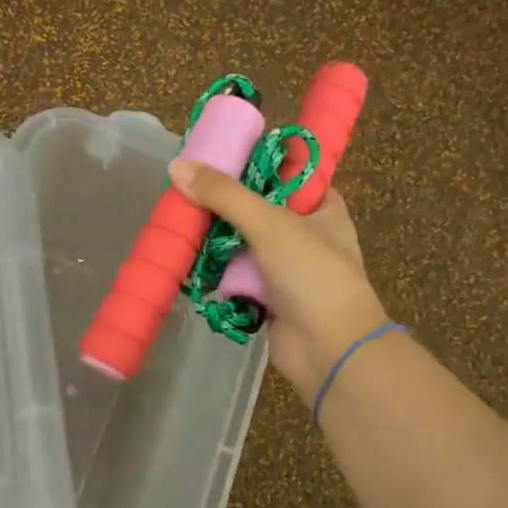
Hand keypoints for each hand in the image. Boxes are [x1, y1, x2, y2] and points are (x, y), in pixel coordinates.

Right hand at [169, 158, 389, 399]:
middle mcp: (307, 236)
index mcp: (323, 209)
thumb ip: (224, 194)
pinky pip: (238, 279)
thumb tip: (177, 166)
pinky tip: (189, 264)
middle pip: (258, 211)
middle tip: (187, 194)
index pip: (289, 176)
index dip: (257, 165)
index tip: (219, 159)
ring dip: (216, 243)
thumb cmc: (312, 273)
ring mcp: (288, 271)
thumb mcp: (269, 222)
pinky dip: (218, 275)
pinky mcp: (269, 300)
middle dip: (225, 207)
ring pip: (244, 246)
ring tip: (180, 226)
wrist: (330, 348)